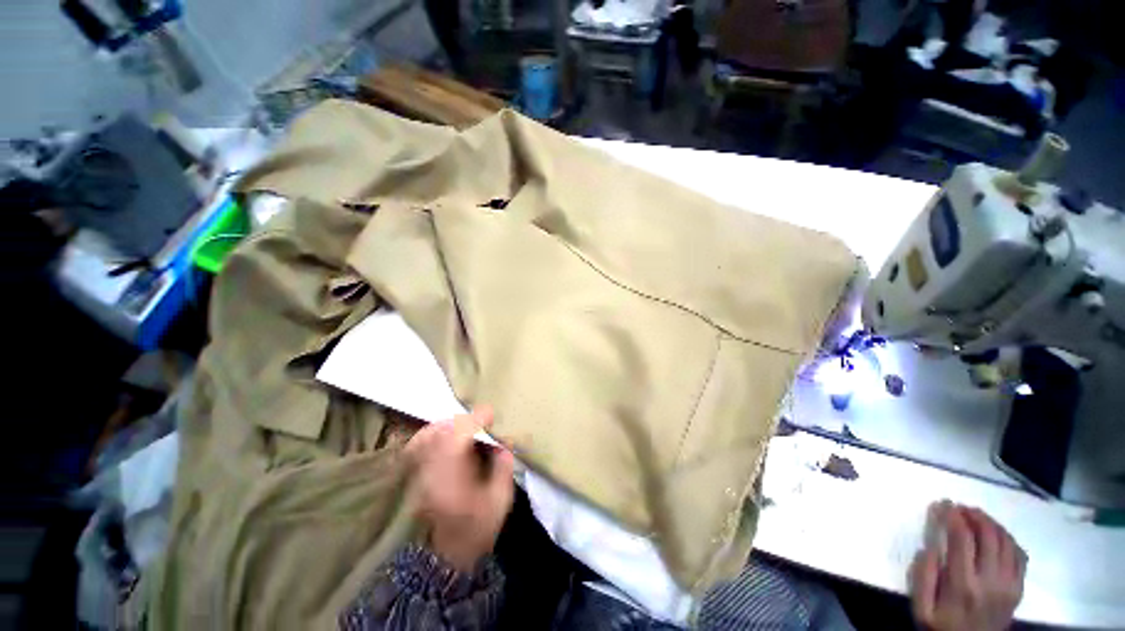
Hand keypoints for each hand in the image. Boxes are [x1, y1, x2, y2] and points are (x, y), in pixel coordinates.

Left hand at [404, 407, 514, 570]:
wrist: (443, 560)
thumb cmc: (475, 531)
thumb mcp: (500, 501)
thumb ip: (504, 467)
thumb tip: (503, 443)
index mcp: (453, 477)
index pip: (459, 435)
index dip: (476, 419)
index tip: (491, 414)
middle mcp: (430, 470)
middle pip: (441, 430)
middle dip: (464, 420)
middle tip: (481, 422)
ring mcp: (417, 473)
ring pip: (427, 434)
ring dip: (448, 425)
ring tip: (464, 427)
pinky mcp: (412, 476)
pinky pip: (417, 445)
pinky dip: (432, 434)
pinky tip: (444, 436)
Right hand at [910, 502, 1026, 630]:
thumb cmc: (941, 626)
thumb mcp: (921, 608)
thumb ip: (922, 577)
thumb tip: (928, 546)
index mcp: (963, 584)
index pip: (961, 539)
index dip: (953, 517)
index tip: (943, 504)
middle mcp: (990, 581)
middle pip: (988, 536)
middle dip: (974, 515)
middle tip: (961, 507)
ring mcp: (1009, 585)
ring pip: (1007, 542)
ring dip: (992, 524)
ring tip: (977, 516)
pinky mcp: (1019, 588)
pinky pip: (1020, 555)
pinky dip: (1008, 539)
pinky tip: (997, 536)